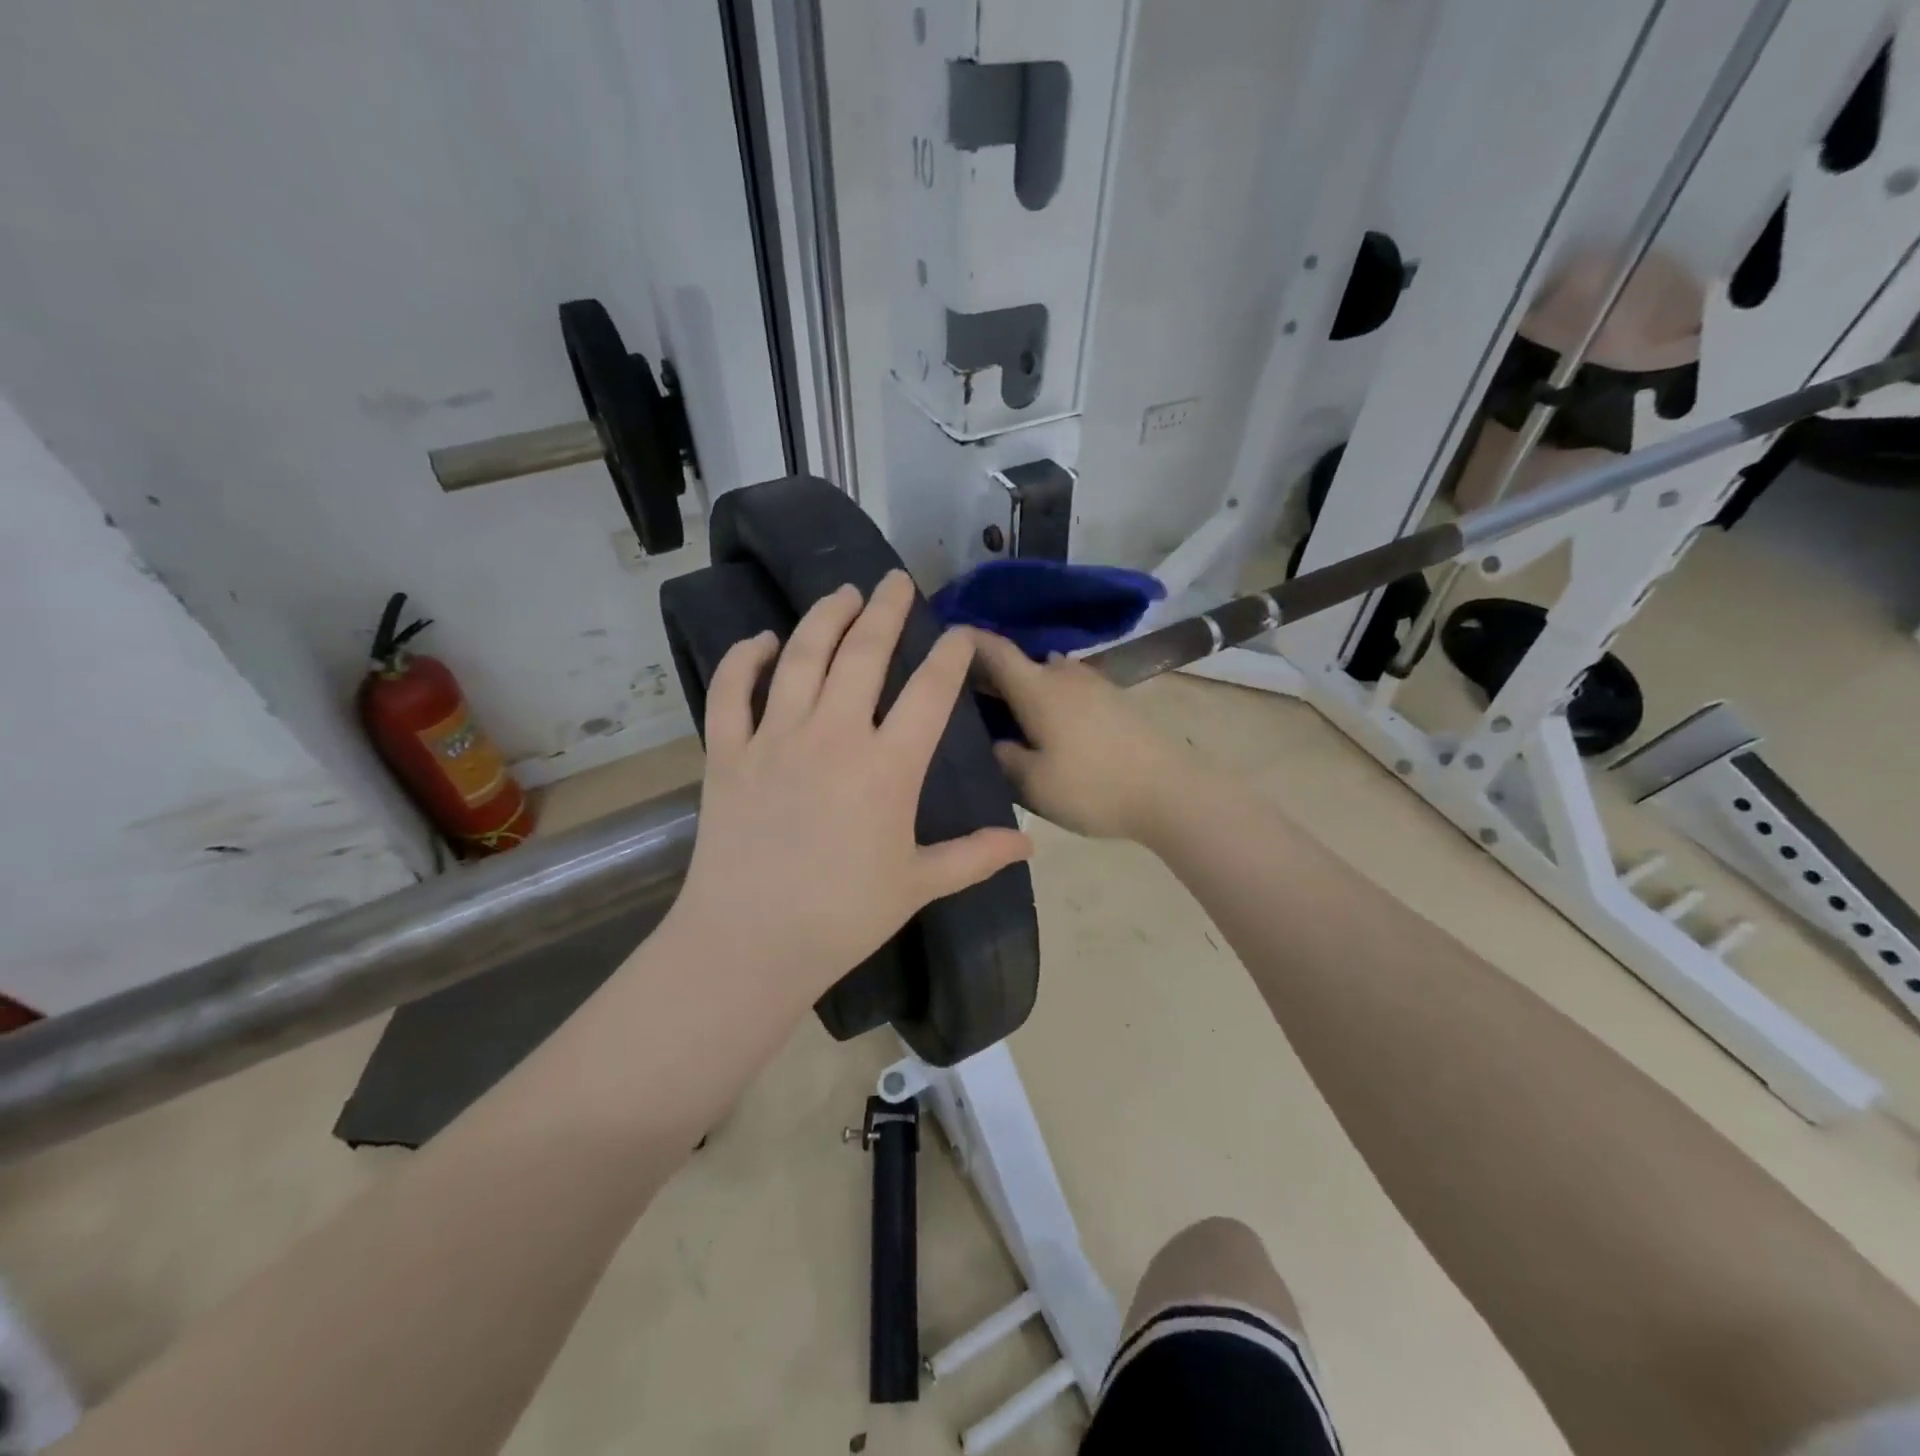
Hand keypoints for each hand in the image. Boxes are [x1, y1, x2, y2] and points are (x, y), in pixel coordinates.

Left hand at [673, 571, 1032, 998]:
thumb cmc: (843, 916)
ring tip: (841, 594)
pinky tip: (759, 641)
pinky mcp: (728, 752)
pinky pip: (731, 691)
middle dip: (885, 610)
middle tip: (894, 581)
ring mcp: (775, 739)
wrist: (751, 943)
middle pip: (863, 653)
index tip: (960, 633)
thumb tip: (1029, 844)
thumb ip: (975, 856)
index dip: (950, 655)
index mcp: (888, 768)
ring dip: (823, 618)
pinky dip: (743, 660)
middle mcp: (834, 736)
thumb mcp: (918, 885)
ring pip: (801, 657)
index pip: (930, 691)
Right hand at [967, 629, 1193, 840]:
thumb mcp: (1032, 784)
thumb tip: (996, 741)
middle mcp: (1064, 674)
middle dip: (992, 672)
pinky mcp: (1114, 699)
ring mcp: (1094, 683)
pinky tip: (1047, 723)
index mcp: (1037, 688)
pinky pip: (1068, 688)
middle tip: (966, 695)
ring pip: (1047, 675)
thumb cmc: (1092, 787)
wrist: (1169, 792)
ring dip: (1024, 685)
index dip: (966, 641)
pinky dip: (1049, 696)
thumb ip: (1004, 757)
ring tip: (1007, 712)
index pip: (994, 650)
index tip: (943, 640)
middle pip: (1020, 662)